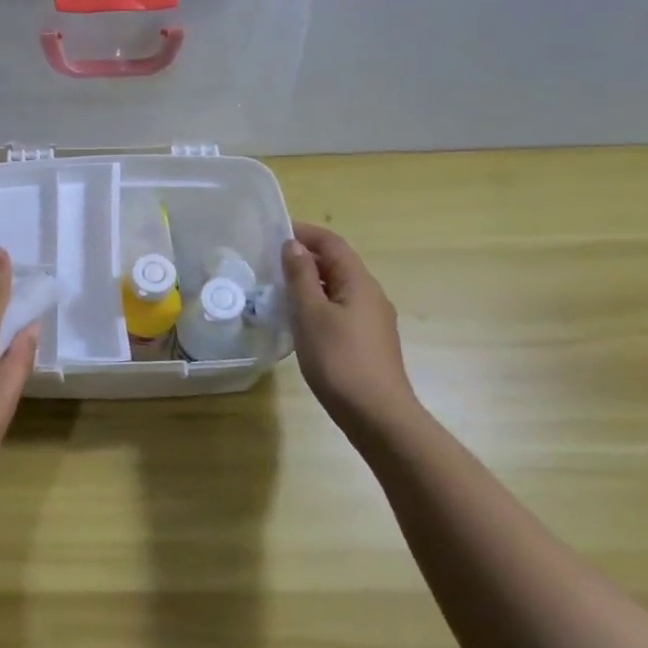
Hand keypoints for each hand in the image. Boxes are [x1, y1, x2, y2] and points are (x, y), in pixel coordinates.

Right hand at [282, 222, 422, 439]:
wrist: (377, 415)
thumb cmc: (340, 360)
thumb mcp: (311, 314)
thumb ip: (301, 277)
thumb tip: (294, 246)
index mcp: (359, 282)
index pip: (332, 244)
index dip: (305, 233)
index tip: (274, 232)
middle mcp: (371, 295)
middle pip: (337, 264)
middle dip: (305, 258)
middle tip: (270, 262)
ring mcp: (372, 320)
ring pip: (338, 289)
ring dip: (310, 282)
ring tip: (278, 290)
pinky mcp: (367, 342)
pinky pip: (340, 309)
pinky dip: (318, 304)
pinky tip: (299, 321)